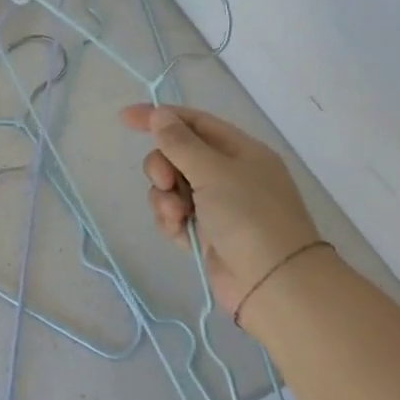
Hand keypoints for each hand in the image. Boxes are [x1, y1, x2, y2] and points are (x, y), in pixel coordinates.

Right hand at [121, 104, 322, 317]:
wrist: (274, 285)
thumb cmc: (249, 217)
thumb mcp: (213, 171)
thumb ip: (181, 142)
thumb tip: (159, 115)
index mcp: (240, 151)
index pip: (194, 122)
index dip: (160, 117)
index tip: (125, 119)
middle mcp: (229, 175)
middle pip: (177, 155)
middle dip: (162, 166)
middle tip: (165, 181)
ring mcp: (217, 205)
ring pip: (171, 187)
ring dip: (165, 198)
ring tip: (176, 216)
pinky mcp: (206, 234)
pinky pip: (174, 215)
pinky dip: (171, 220)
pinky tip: (179, 232)